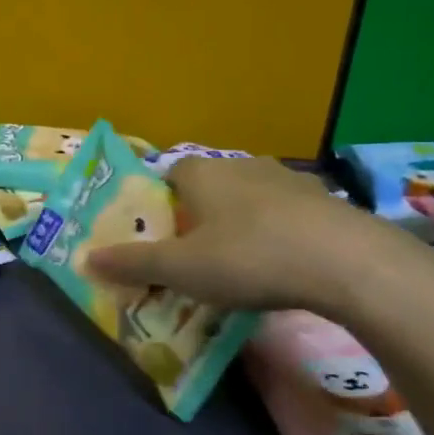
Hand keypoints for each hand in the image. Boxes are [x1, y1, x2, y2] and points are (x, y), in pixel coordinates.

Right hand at [84, 156, 390, 313]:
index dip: (159, 204)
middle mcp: (242, 165)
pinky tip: (281, 267)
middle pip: (208, 188)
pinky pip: (285, 216)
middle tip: (193, 257)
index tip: (159, 236)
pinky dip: (276, 235)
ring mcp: (287, 181)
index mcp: (202, 172)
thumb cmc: (249, 257)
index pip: (169, 174)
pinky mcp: (324, 202)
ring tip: (238, 265)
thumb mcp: (181, 268)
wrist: (348, 263)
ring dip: (239, 225)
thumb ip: (132, 263)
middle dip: (197, 217)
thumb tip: (85, 258)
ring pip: (248, 200)